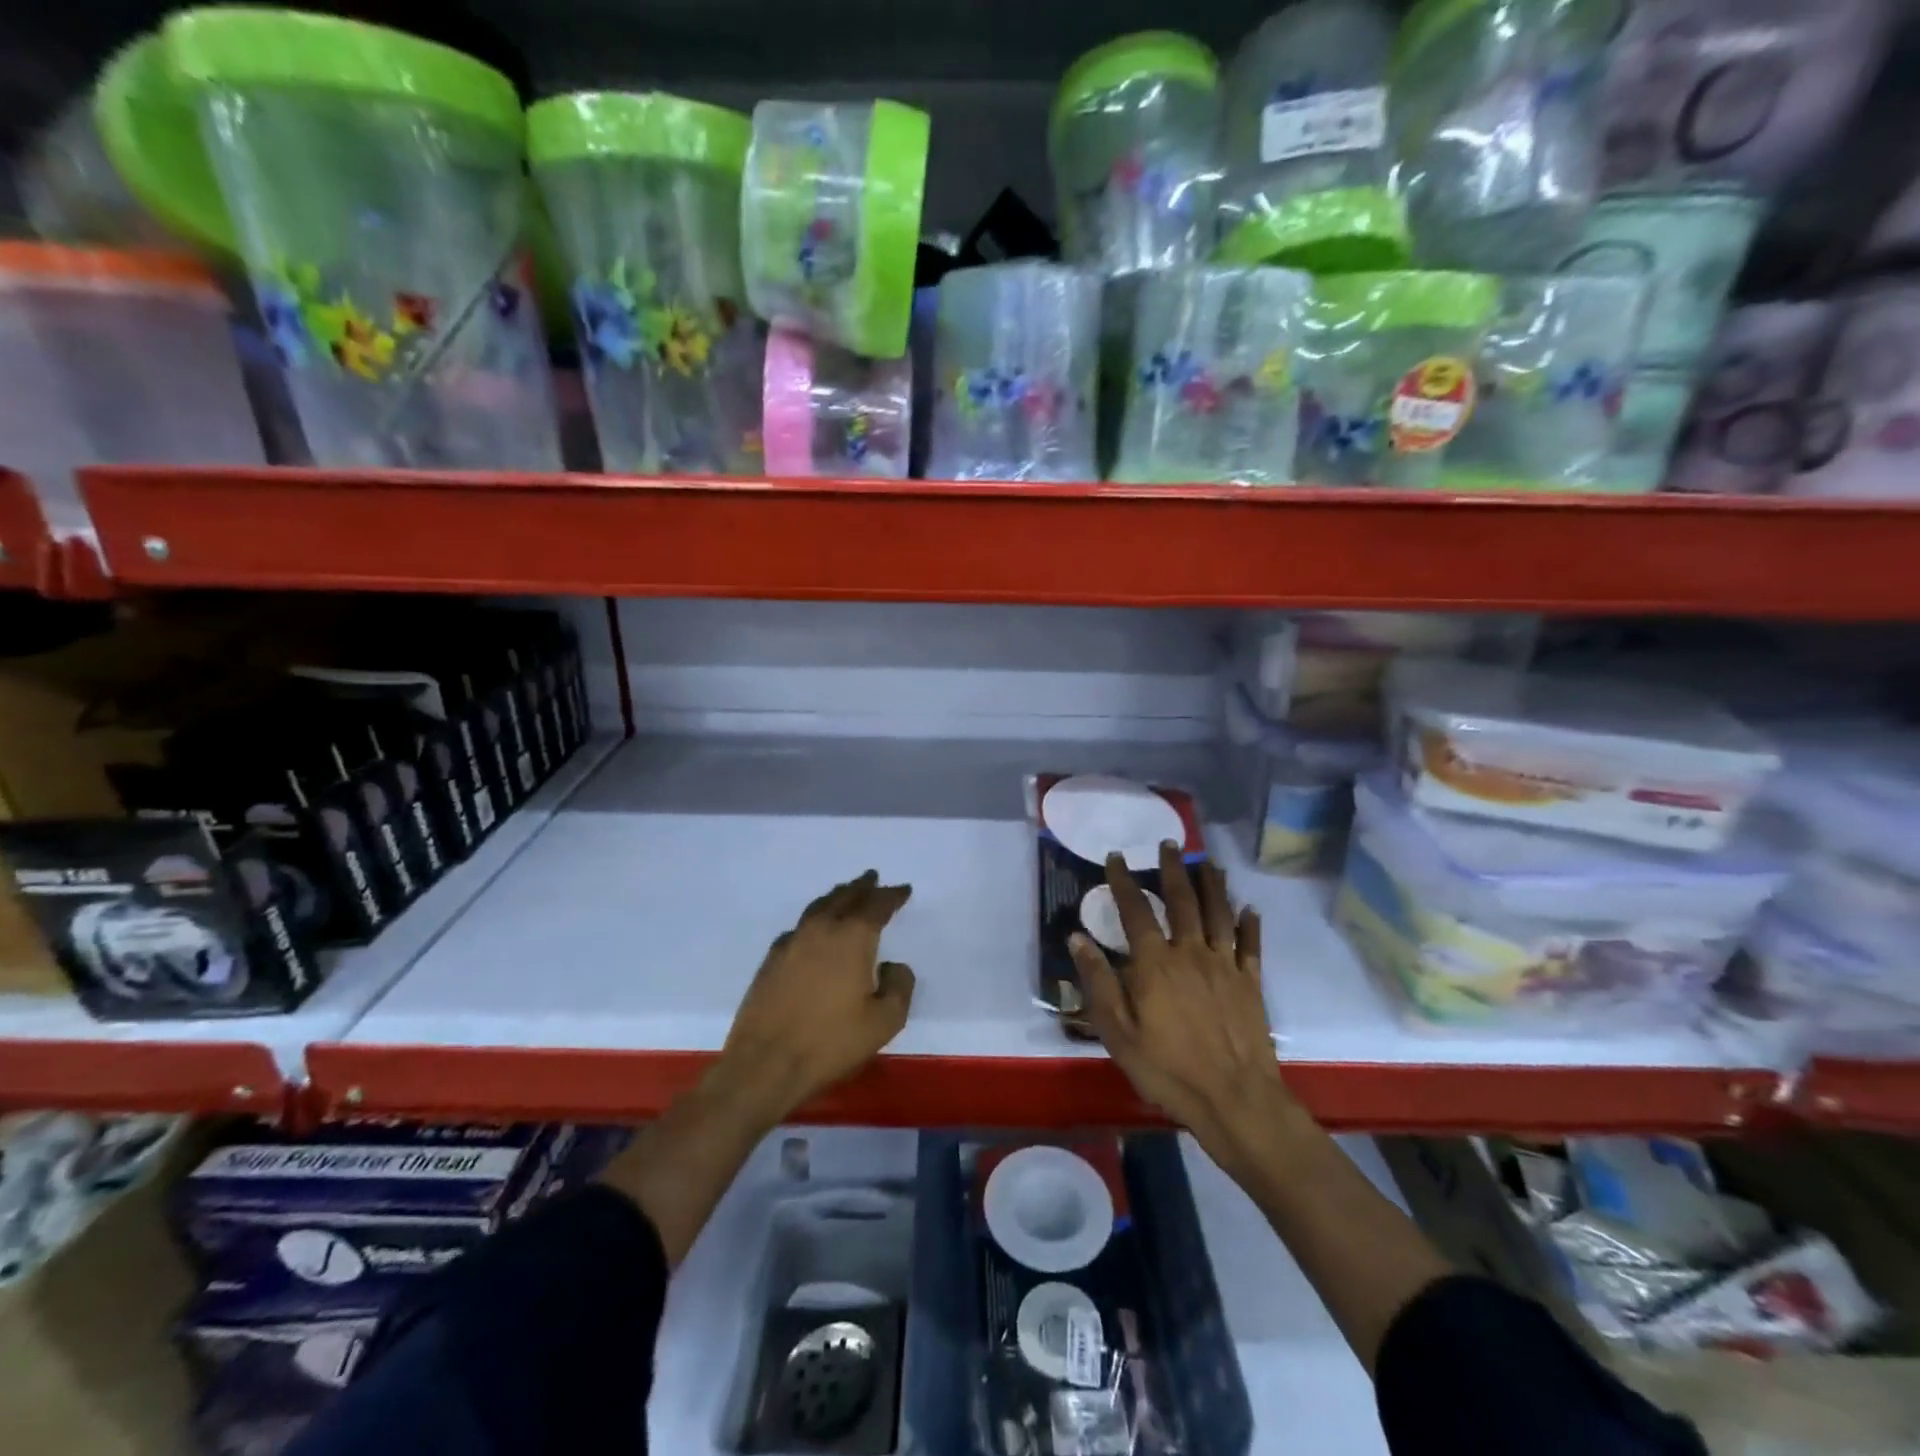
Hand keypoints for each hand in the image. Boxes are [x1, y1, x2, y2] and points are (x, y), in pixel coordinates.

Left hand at [713, 870, 915, 1123]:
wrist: (766, 1064)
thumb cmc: (831, 1042)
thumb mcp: (885, 1021)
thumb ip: (899, 986)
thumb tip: (893, 965)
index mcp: (852, 937)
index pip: (876, 905)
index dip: (892, 895)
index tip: (903, 889)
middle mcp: (821, 930)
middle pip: (845, 897)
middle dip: (862, 887)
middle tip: (872, 878)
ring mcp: (792, 942)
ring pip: (819, 907)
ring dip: (837, 897)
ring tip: (846, 893)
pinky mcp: (771, 960)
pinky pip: (799, 926)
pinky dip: (814, 919)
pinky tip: (815, 929)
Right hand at [1070, 843, 1303, 1164]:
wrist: (1235, 1099)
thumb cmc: (1168, 1069)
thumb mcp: (1117, 1032)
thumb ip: (1098, 981)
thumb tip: (1077, 937)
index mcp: (1155, 963)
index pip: (1135, 910)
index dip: (1123, 881)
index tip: (1115, 857)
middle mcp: (1190, 952)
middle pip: (1182, 900)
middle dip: (1173, 869)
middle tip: (1169, 844)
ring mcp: (1225, 966)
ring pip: (1219, 913)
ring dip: (1213, 884)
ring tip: (1208, 863)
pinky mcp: (1251, 983)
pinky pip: (1250, 945)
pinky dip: (1250, 923)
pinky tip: (1249, 908)